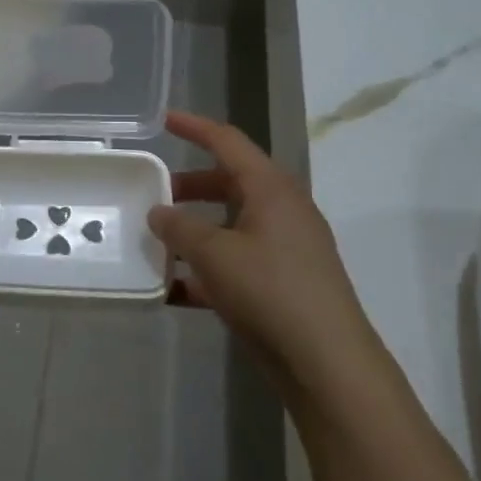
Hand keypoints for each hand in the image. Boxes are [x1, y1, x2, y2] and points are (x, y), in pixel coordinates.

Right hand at [149, 111, 378, 393]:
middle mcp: (281, 211)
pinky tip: (173, 289)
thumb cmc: (269, 290)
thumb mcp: (213, 253)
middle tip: (154, 192)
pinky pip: (235, 262)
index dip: (195, 127)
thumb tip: (158, 212)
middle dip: (189, 186)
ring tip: (157, 241)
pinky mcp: (281, 283)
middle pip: (229, 183)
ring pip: (230, 225)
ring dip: (194, 230)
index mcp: (271, 190)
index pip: (228, 143)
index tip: (164, 120)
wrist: (325, 361)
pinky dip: (205, 269)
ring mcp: (284, 249)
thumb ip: (179, 227)